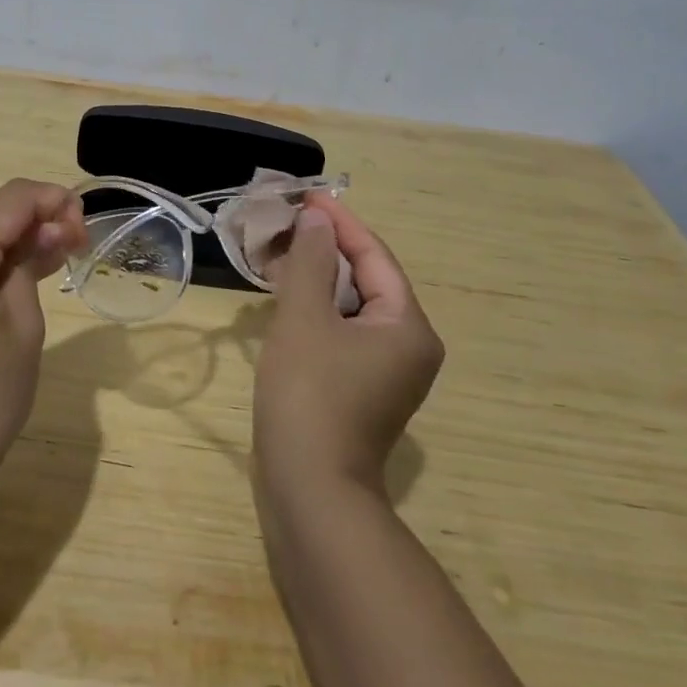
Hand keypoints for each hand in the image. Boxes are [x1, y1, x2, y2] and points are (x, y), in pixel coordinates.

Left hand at [0, 179, 86, 496]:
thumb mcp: (22, 329)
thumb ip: (32, 264)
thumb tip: (48, 229)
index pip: (9, 200)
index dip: (53, 200)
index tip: (84, 228)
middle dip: (35, 226)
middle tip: (77, 249)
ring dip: (12, 249)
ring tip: (54, 265)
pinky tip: (16, 286)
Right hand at [255, 194, 443, 497]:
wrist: (309, 491)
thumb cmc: (310, 395)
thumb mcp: (305, 317)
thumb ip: (310, 260)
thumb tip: (316, 218)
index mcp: (408, 327)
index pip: (375, 257)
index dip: (340, 223)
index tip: (307, 196)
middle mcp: (407, 347)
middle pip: (367, 280)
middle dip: (325, 249)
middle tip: (287, 223)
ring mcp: (385, 374)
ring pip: (351, 307)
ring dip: (317, 278)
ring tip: (279, 251)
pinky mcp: (359, 390)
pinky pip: (341, 333)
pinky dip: (316, 310)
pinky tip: (285, 297)